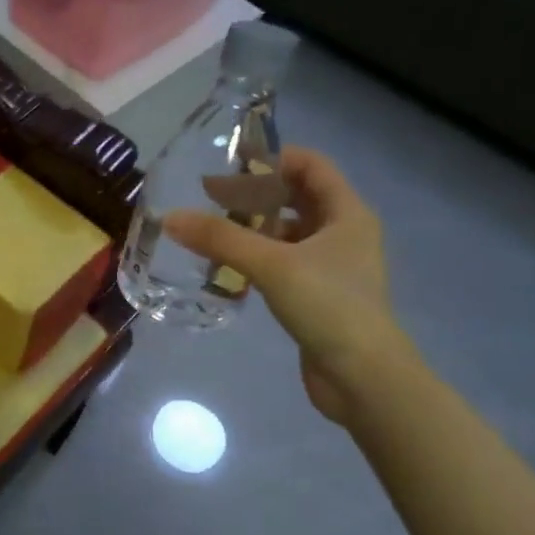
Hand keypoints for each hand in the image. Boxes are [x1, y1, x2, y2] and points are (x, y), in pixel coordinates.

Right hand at [164, 148, 406, 423]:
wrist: (363, 377)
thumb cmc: (328, 306)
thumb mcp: (272, 264)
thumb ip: (221, 238)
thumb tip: (170, 217)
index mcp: (348, 214)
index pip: (312, 165)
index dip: (274, 158)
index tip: (230, 162)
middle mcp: (344, 233)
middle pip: (298, 198)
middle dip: (257, 194)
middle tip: (212, 197)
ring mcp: (333, 266)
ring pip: (289, 233)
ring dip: (255, 228)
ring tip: (213, 231)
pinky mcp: (319, 295)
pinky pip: (284, 262)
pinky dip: (258, 257)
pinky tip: (228, 267)